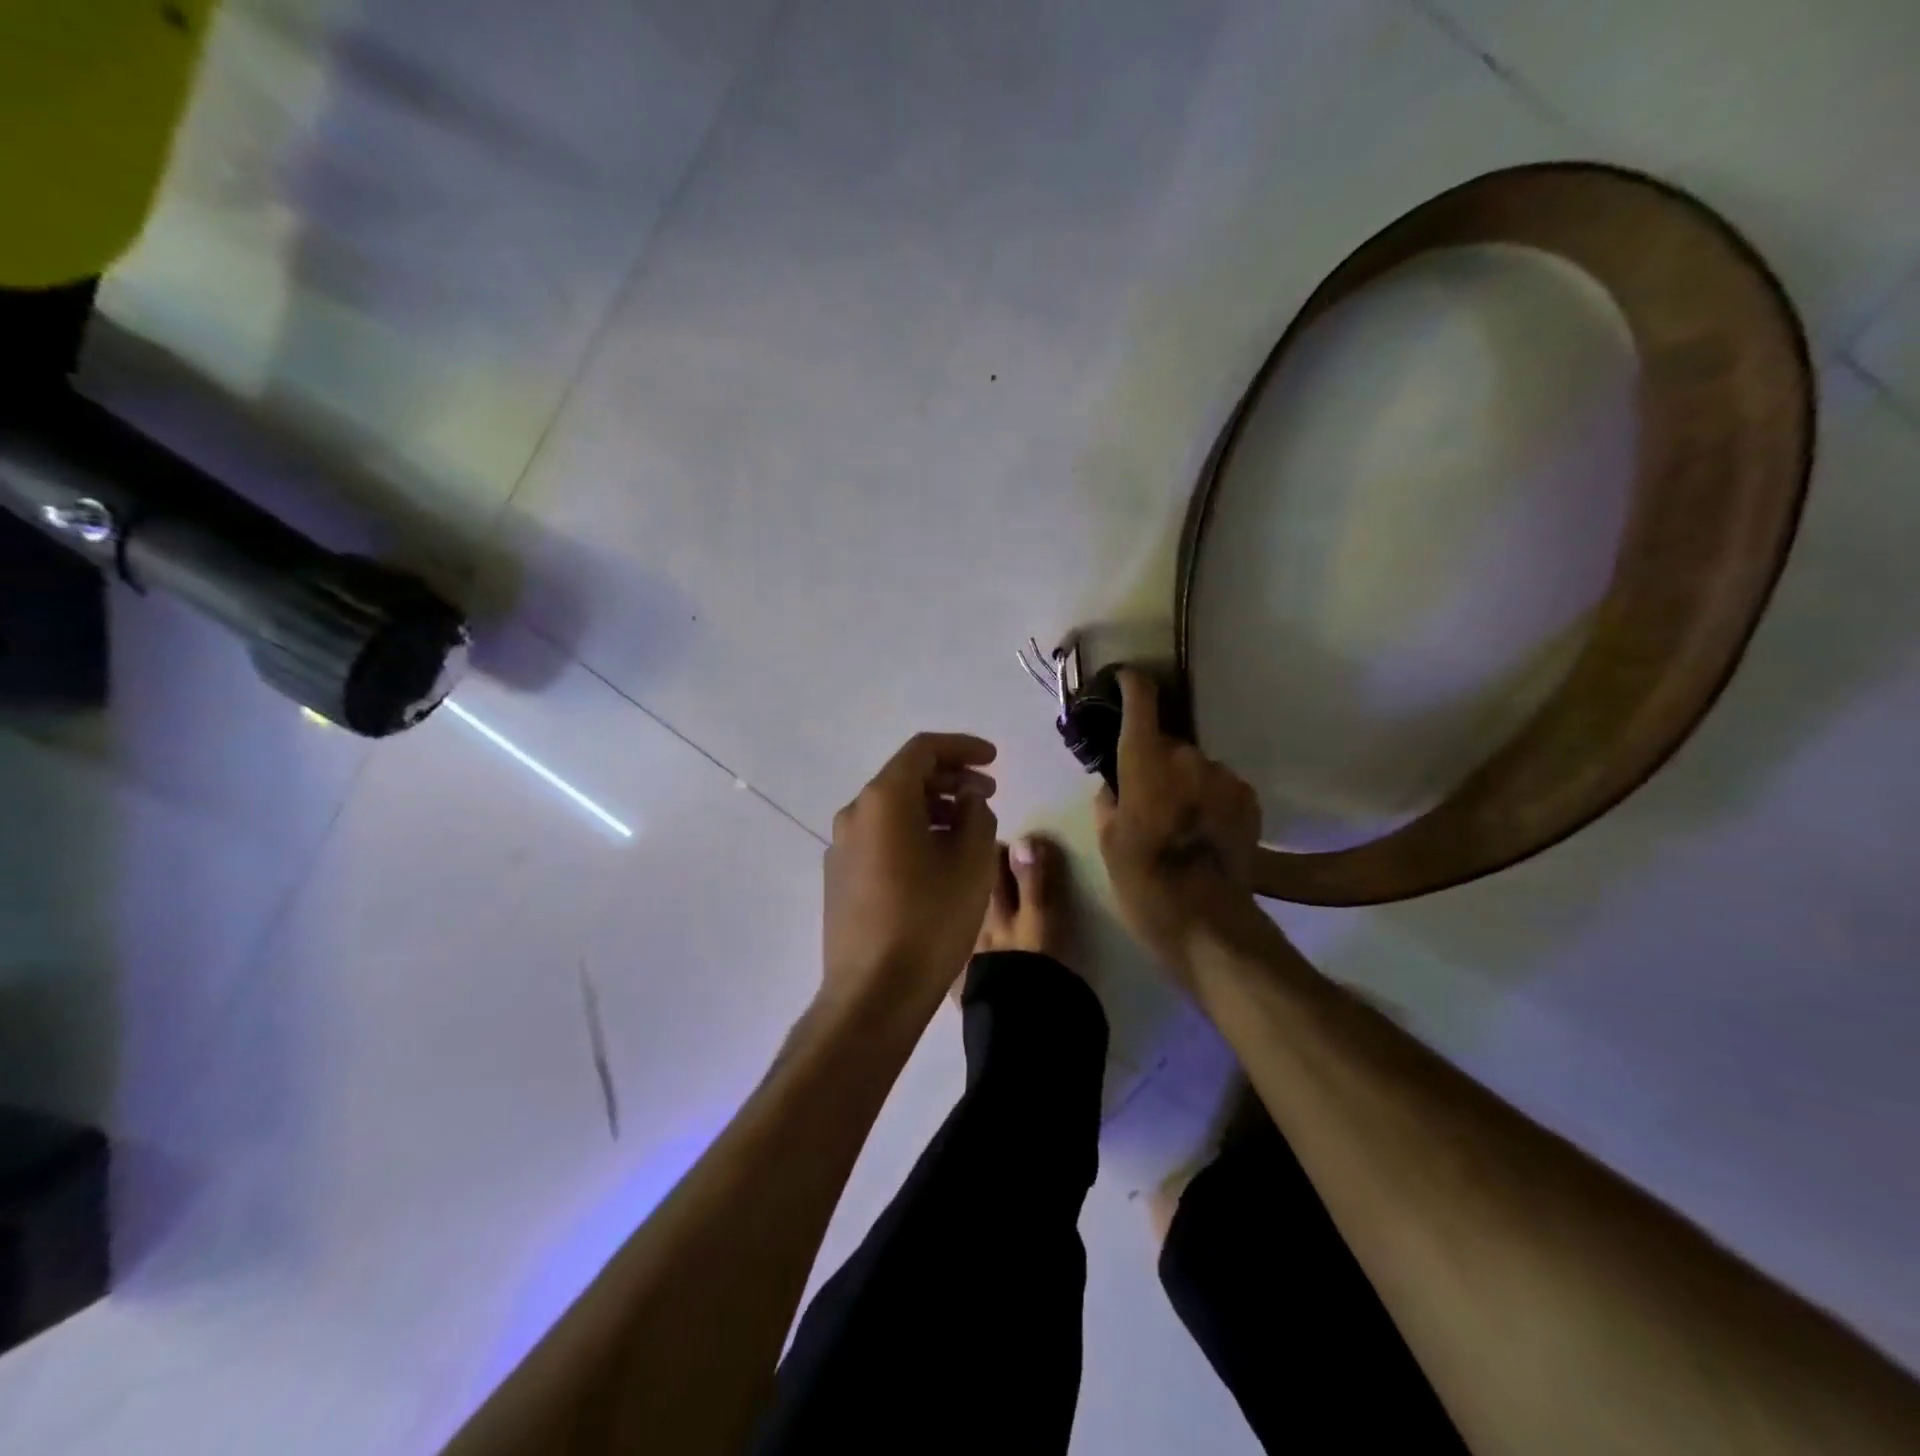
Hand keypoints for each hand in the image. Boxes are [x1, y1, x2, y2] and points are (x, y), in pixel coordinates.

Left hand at [822, 732, 1000, 1015]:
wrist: (873, 994)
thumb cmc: (929, 921)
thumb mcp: (972, 862)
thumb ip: (977, 815)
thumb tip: (966, 801)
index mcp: (883, 800)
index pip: (923, 750)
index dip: (962, 747)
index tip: (993, 759)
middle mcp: (854, 814)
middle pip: (905, 777)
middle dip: (950, 779)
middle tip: (988, 794)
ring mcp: (841, 847)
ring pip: (892, 809)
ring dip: (932, 807)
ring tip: (968, 827)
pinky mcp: (839, 877)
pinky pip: (880, 837)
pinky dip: (912, 831)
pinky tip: (937, 857)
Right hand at [1095, 671, 1263, 986]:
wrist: (1206, 919)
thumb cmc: (1142, 878)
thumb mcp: (1107, 839)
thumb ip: (1110, 797)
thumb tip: (1117, 782)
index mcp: (1145, 759)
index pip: (1142, 699)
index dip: (1131, 683)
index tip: (1123, 681)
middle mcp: (1187, 756)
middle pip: (1167, 743)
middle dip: (1155, 760)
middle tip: (1145, 795)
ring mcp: (1224, 776)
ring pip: (1195, 767)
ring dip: (1184, 782)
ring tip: (1178, 823)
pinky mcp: (1248, 799)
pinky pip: (1219, 786)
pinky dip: (1208, 799)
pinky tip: (1203, 833)